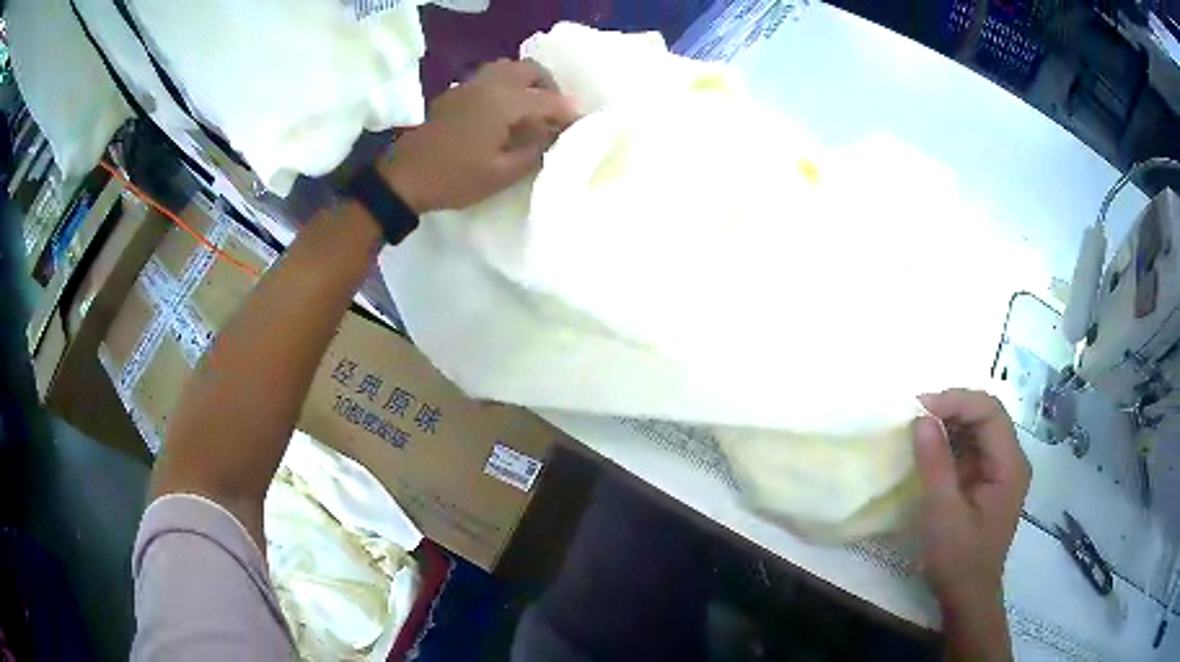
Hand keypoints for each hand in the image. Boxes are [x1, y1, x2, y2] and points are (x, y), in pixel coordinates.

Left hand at [381, 59, 579, 213]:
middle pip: (529, 70)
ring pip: (506, 68)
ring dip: (525, 83)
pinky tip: (502, 113)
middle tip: (553, 113)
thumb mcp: (502, 174)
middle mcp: (488, 84)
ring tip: (529, 109)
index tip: (581, 125)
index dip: (568, 112)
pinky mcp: (453, 94)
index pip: (548, 99)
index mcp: (504, 102)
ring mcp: (468, 86)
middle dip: (548, 87)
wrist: (403, 179)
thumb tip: (553, 136)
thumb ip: (535, 151)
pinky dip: (504, 86)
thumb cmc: (454, 178)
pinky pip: (488, 78)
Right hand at [913, 389, 1030, 606]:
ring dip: (950, 423)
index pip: (989, 412)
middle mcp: (1011, 459)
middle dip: (952, 408)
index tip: (919, 408)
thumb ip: (935, 465)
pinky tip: (931, 449)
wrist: (968, 597)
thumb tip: (920, 419)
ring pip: (979, 428)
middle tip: (915, 415)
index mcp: (1010, 465)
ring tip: (918, 428)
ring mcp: (1001, 470)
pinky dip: (951, 442)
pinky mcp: (989, 480)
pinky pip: (972, 448)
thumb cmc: (958, 560)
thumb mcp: (944, 515)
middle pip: (987, 415)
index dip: (956, 401)